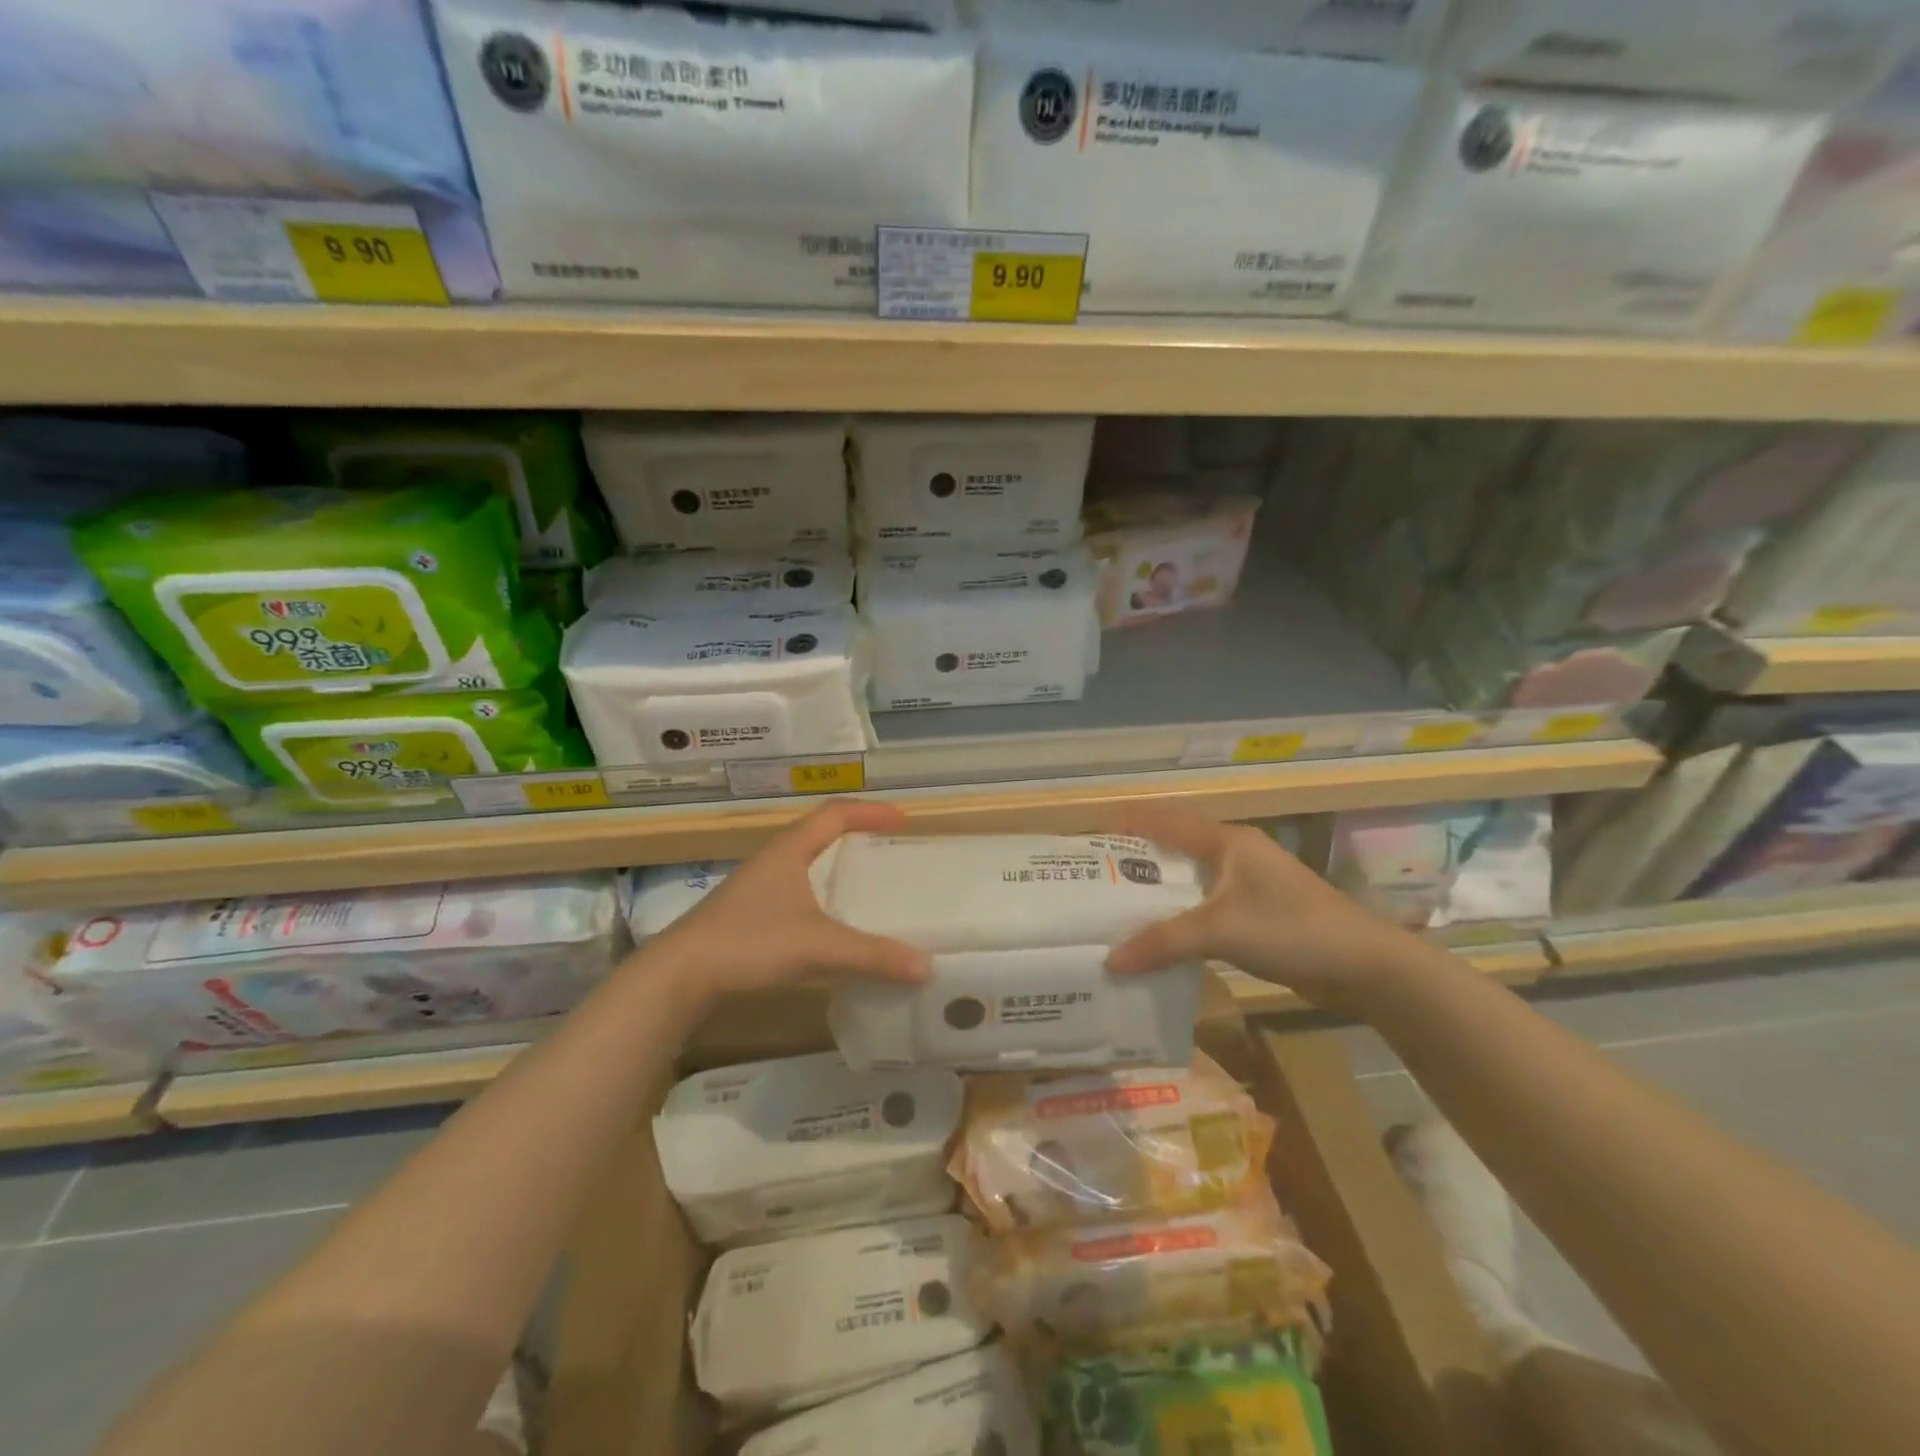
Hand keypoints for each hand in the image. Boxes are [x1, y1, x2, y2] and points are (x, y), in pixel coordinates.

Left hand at [646, 800, 930, 1006]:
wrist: (679, 975)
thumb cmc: (749, 943)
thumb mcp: (819, 948)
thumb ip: (873, 956)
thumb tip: (926, 967)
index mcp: (789, 850)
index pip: (836, 814)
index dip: (870, 812)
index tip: (903, 819)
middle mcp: (772, 860)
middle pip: (818, 833)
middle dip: (855, 835)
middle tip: (887, 848)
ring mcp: (755, 887)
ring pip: (803, 863)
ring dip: (833, 866)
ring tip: (864, 884)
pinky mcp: (745, 914)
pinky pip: (793, 891)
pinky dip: (818, 895)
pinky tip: (827, 923)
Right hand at [1104, 807, 1412, 1016]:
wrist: (1364, 966)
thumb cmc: (1291, 929)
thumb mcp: (1220, 931)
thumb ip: (1163, 942)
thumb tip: (1110, 960)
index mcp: (1226, 841)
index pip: (1165, 822)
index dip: (1128, 824)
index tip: (1088, 836)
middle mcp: (1235, 854)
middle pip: (1175, 850)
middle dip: (1136, 862)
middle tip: (1093, 878)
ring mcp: (1249, 885)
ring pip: (1191, 881)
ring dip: (1159, 893)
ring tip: (1116, 907)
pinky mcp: (1258, 914)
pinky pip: (1206, 907)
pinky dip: (1180, 917)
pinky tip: (1160, 937)